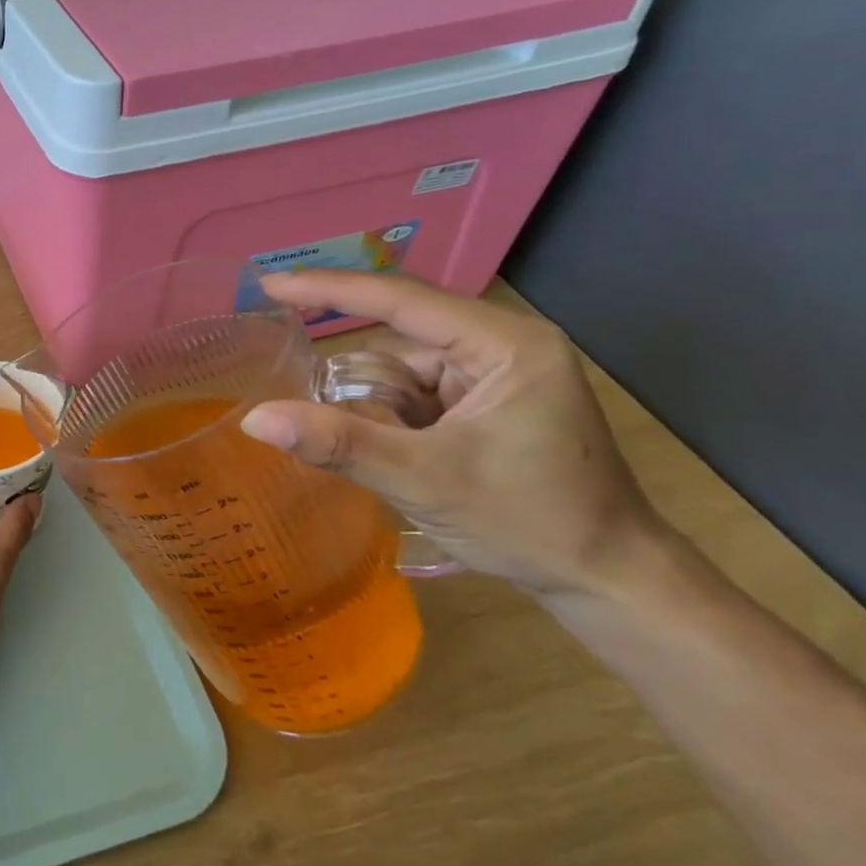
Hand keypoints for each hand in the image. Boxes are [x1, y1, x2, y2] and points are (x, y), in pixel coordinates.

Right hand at [239, 270, 667, 596]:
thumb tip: (256, 420)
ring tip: (397, 463)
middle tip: (335, 419)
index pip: (400, 300)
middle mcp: (502, 346)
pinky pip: (418, 397)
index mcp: (504, 344)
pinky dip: (396, 424)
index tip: (268, 285)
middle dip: (365, 388)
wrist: (609, 580)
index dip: (329, 289)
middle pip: (399, 344)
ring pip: (404, 375)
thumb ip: (339, 444)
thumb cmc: (530, 522)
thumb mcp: (424, 480)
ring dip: (381, 414)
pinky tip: (404, 461)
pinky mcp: (489, 404)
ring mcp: (497, 376)